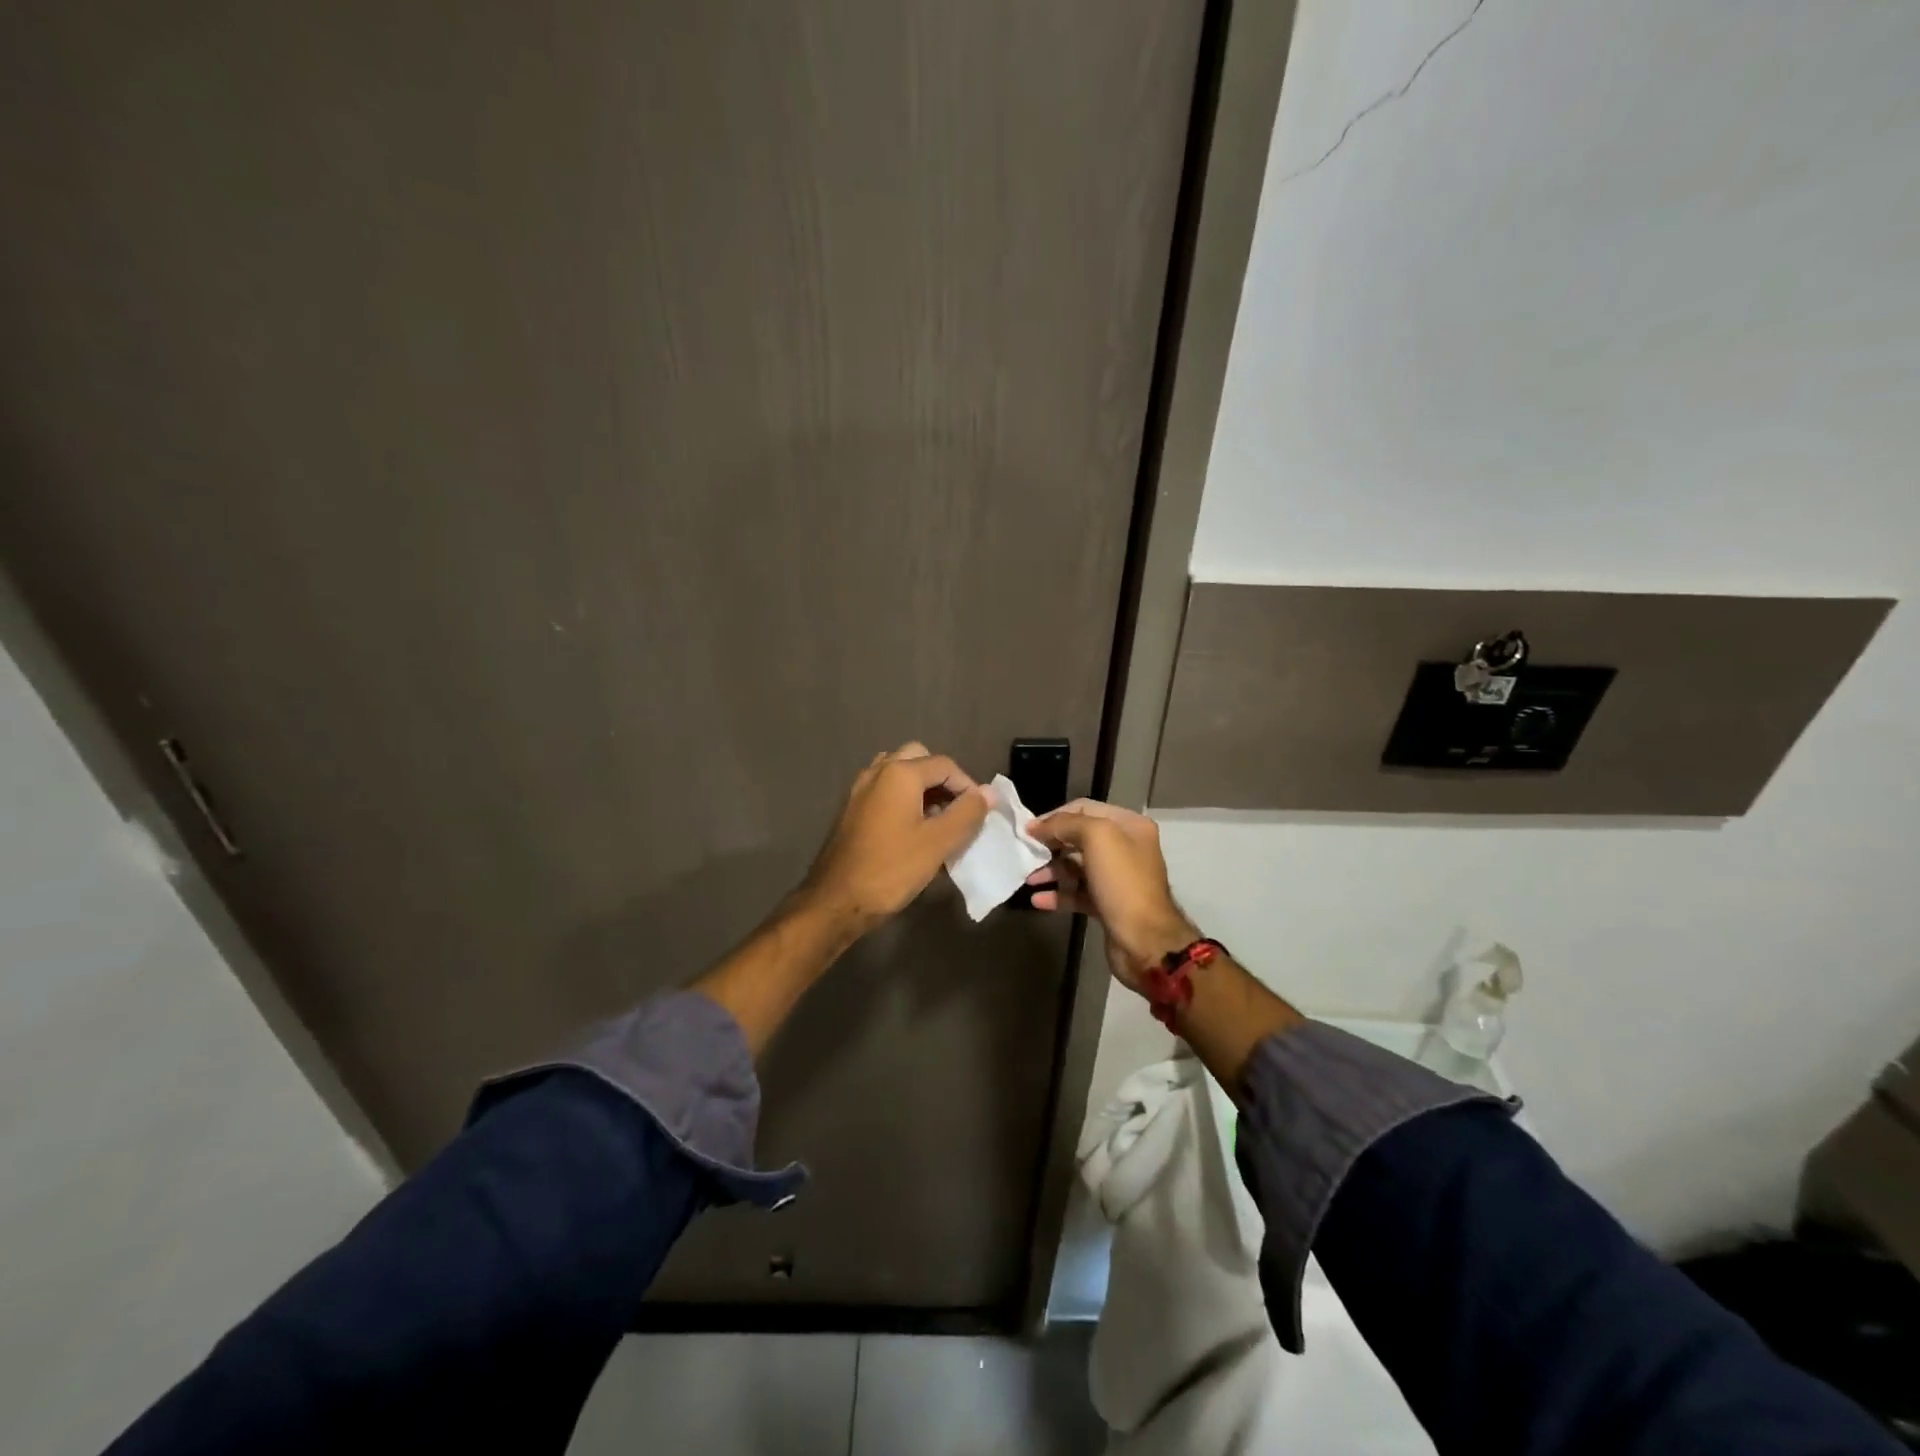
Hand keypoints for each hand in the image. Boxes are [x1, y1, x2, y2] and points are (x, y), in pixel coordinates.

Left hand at [800, 742, 991, 934]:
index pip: (945, 765)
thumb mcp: (938, 843)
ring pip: (899, 773)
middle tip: (957, 810)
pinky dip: (904, 798)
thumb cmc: (891, 869)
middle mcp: (877, 772)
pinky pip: (884, 790)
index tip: (979, 814)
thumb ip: (967, 813)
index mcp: (899, 773)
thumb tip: (988, 792)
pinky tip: (913, 829)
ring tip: (937, 818)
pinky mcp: (852, 809)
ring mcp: (860, 789)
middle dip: (943, 780)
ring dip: (922, 787)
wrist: (836, 901)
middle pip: (919, 759)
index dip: (968, 786)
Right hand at [1024, 799, 1199, 991]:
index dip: (1055, 816)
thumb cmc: (1123, 883)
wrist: (1145, 941)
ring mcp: (1117, 878)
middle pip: (1078, 837)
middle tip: (1026, 852)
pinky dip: (1058, 895)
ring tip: (1028, 878)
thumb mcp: (1097, 838)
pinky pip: (1077, 893)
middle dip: (1051, 844)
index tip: (1029, 829)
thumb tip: (1037, 826)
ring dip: (1051, 870)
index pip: (1084, 808)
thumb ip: (1066, 824)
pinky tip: (1038, 900)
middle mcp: (1125, 848)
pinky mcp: (1107, 904)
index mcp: (1129, 826)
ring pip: (1076, 866)